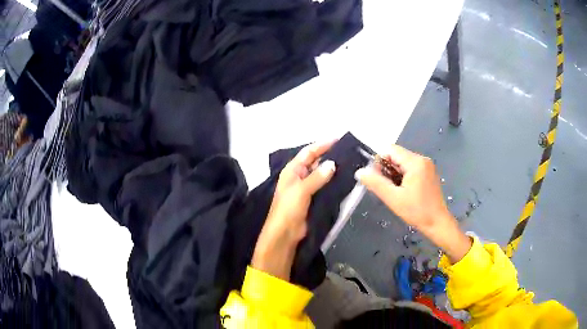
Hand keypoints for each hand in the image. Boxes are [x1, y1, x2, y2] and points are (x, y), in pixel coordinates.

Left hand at [252, 141, 336, 279]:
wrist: (285, 233)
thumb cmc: (288, 209)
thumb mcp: (301, 190)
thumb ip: (317, 177)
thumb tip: (332, 164)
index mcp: (292, 170)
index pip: (308, 152)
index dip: (322, 145)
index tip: (338, 139)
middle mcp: (299, 176)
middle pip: (316, 162)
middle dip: (329, 156)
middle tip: (348, 152)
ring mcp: (306, 188)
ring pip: (321, 174)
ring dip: (333, 169)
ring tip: (350, 163)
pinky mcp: (313, 199)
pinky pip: (325, 186)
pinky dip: (333, 182)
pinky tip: (345, 180)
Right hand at [355, 145, 470, 262]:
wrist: (437, 223)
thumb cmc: (417, 211)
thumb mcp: (393, 198)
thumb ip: (376, 183)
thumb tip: (360, 172)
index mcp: (415, 162)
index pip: (390, 150)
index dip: (379, 162)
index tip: (378, 179)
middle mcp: (422, 159)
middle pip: (397, 156)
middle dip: (387, 170)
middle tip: (387, 188)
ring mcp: (427, 166)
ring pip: (403, 163)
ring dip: (395, 174)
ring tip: (396, 192)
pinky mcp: (428, 173)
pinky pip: (410, 168)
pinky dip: (403, 177)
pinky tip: (404, 191)